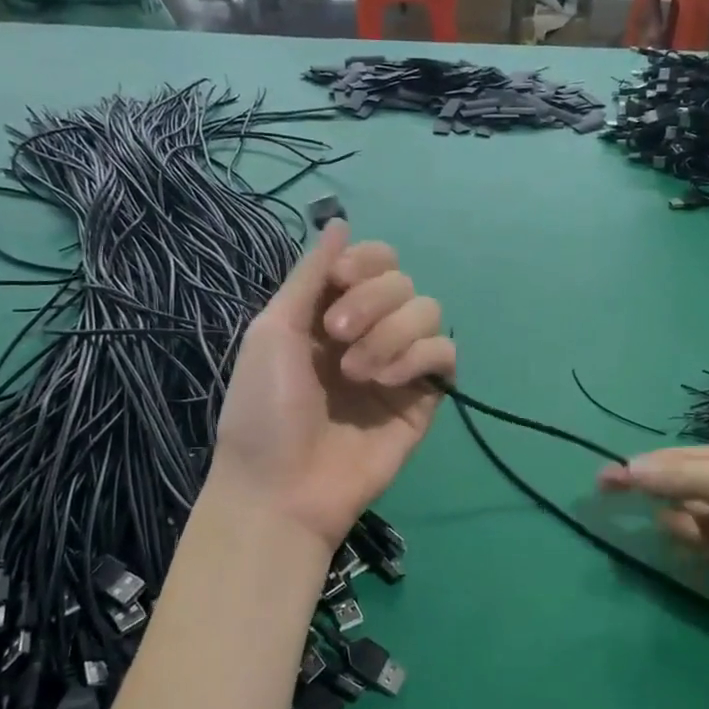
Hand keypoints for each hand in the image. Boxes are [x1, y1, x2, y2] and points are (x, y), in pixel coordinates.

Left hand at [211, 222, 455, 548]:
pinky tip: (386, 382)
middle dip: (371, 301)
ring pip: (428, 312)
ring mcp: (398, 364)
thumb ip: (311, 275)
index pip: (374, 261)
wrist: (281, 487)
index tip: (339, 284)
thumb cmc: (263, 409)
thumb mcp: (273, 330)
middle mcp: (369, 331)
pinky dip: (418, 357)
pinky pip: (444, 353)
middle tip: (336, 337)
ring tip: (357, 373)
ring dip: (391, 333)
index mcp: (331, 312)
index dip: (365, 262)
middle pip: (403, 281)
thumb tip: (339, 222)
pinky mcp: (423, 397)